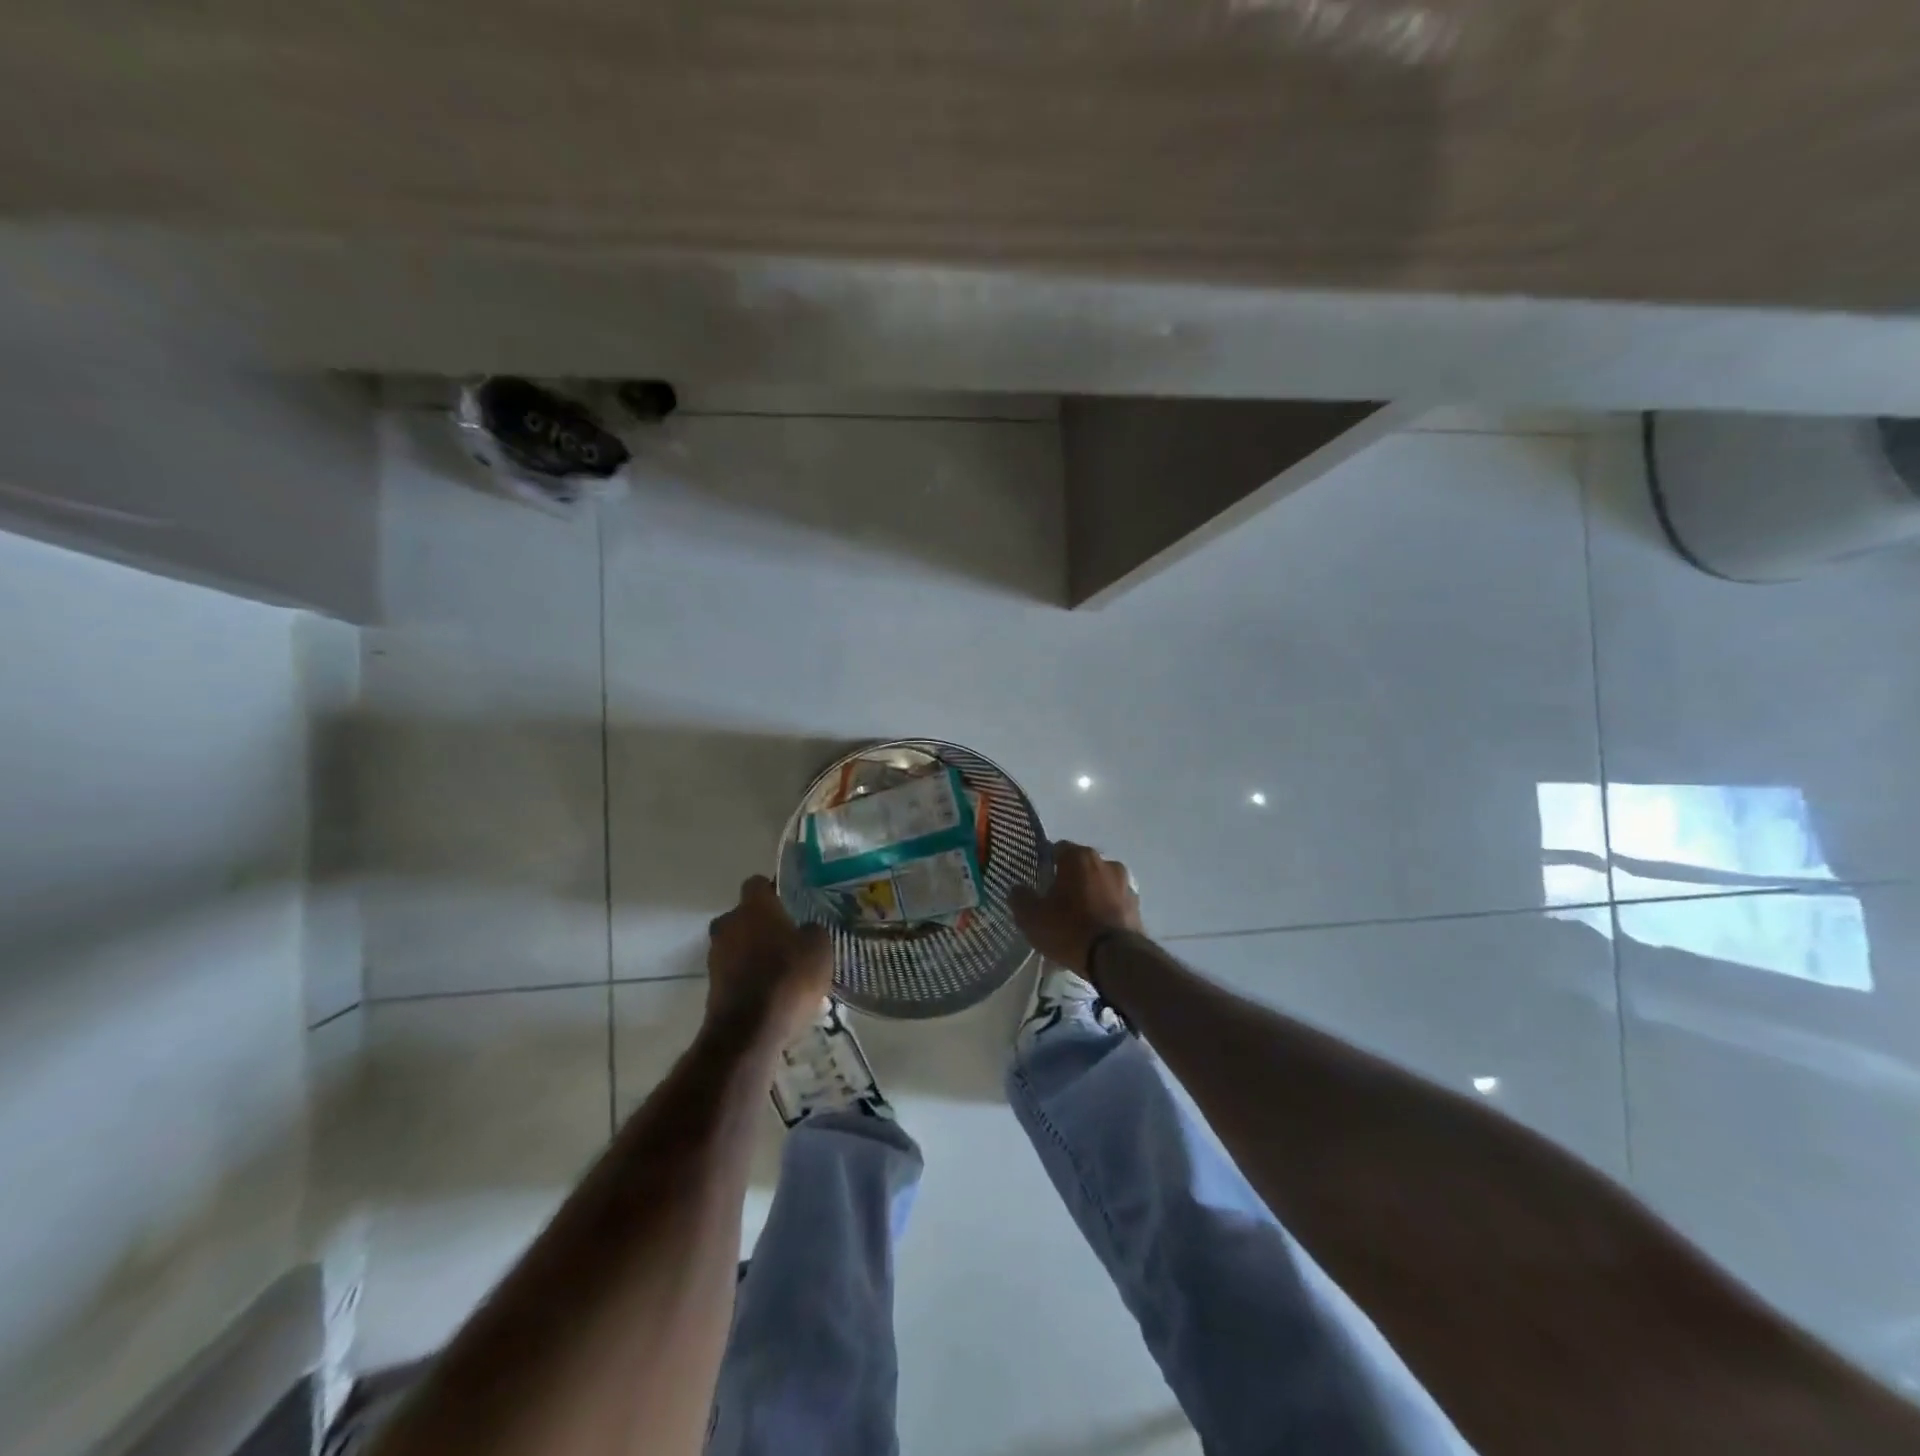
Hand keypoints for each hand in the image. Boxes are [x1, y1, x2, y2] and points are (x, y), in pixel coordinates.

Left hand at [706, 876, 832, 1047]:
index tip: (791, 902)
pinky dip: (750, 976)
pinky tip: (772, 991)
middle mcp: (729, 924)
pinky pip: (736, 970)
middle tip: (790, 937)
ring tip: (784, 969)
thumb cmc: (788, 978)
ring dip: (756, 951)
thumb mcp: (819, 948)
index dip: (774, 890)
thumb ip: (812, 930)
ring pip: (739, 944)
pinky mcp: (712, 985)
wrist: (748, 1032)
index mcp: (754, 907)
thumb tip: (805, 929)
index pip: (758, 883)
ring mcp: (716, 955)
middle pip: (745, 915)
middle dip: (764, 924)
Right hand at [1010, 841, 1142, 974]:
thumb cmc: (1069, 929)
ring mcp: (1126, 883)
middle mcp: (1106, 862)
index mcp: (1079, 857)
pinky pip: (1114, 902)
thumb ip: (1020, 897)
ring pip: (1100, 884)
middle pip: (1081, 866)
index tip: (1038, 882)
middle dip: (1069, 880)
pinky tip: (1095, 930)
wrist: (1115, 958)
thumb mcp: (1032, 917)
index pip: (1057, 849)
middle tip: (1056, 902)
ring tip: (1078, 920)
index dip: (1046, 864)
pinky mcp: (1137, 906)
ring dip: (1090, 894)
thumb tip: (1018, 889)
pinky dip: (1105, 910)